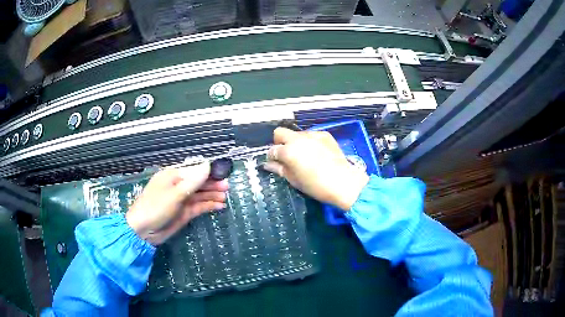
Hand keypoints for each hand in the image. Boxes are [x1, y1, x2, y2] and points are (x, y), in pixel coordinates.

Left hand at [126, 162, 228, 244]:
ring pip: (200, 195)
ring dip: (212, 195)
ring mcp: (181, 200)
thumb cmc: (155, 207)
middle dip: (213, 184)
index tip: (224, 174)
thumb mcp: (174, 194)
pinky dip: (208, 206)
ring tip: (225, 197)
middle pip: (199, 183)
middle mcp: (178, 186)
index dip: (209, 172)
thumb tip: (208, 165)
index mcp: (173, 176)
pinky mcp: (184, 212)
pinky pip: (199, 206)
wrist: (143, 231)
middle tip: (227, 187)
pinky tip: (219, 206)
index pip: (195, 171)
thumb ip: (193, 181)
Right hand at [264, 127, 368, 210]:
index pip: (272, 150)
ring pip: (296, 133)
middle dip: (279, 142)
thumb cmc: (315, 185)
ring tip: (304, 155)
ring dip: (295, 142)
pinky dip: (309, 142)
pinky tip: (316, 153)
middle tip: (286, 155)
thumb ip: (279, 169)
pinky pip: (311, 135)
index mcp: (288, 151)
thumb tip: (268, 164)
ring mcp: (312, 134)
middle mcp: (298, 139)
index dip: (271, 157)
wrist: (343, 182)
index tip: (275, 163)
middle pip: (280, 132)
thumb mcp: (294, 180)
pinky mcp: (324, 134)